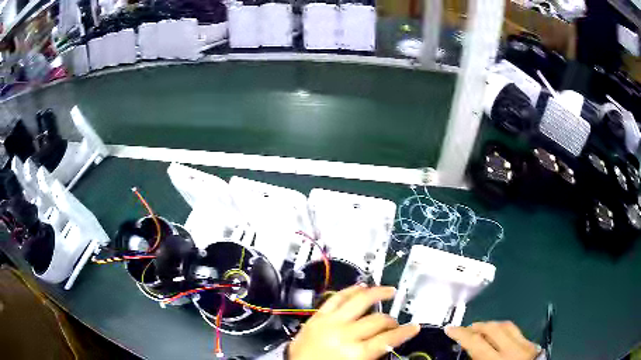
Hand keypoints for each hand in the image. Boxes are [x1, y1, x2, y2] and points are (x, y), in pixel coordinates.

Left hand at [288, 285, 419, 359]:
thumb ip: (373, 354)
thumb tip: (389, 343)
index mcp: (354, 353)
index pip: (388, 339)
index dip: (405, 332)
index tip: (413, 327)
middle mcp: (343, 334)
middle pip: (377, 320)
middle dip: (391, 320)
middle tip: (396, 322)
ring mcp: (329, 322)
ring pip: (359, 301)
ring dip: (376, 293)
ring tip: (388, 290)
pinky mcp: (317, 316)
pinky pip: (336, 298)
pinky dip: (350, 290)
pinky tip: (360, 286)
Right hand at [445, 321, 539, 359]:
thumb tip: (467, 354)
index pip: (476, 343)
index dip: (461, 334)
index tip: (450, 329)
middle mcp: (512, 349)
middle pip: (493, 329)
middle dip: (477, 326)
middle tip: (466, 328)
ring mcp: (524, 345)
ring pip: (506, 326)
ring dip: (491, 325)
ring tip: (481, 328)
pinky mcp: (532, 344)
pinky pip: (516, 331)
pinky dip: (505, 330)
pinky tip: (501, 334)